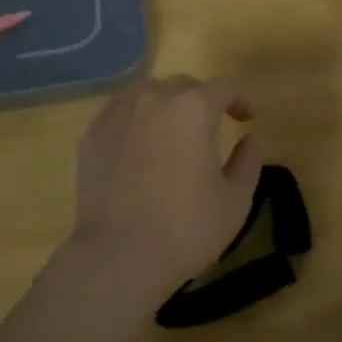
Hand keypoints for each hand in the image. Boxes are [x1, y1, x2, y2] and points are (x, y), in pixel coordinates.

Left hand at [68, 76, 263, 303]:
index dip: (238, 99)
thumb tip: (249, 140)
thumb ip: (248, 162)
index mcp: (193, 109)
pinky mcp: (92, 134)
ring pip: (147, 93)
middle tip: (210, 125)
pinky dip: (136, 120)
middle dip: (201, 100)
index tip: (246, 117)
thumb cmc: (186, 228)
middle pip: (182, 85)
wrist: (118, 255)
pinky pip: (120, 113)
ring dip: (166, 105)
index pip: (222, 88)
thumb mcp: (235, 201)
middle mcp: (153, 99)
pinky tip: (139, 146)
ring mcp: (117, 114)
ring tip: (172, 131)